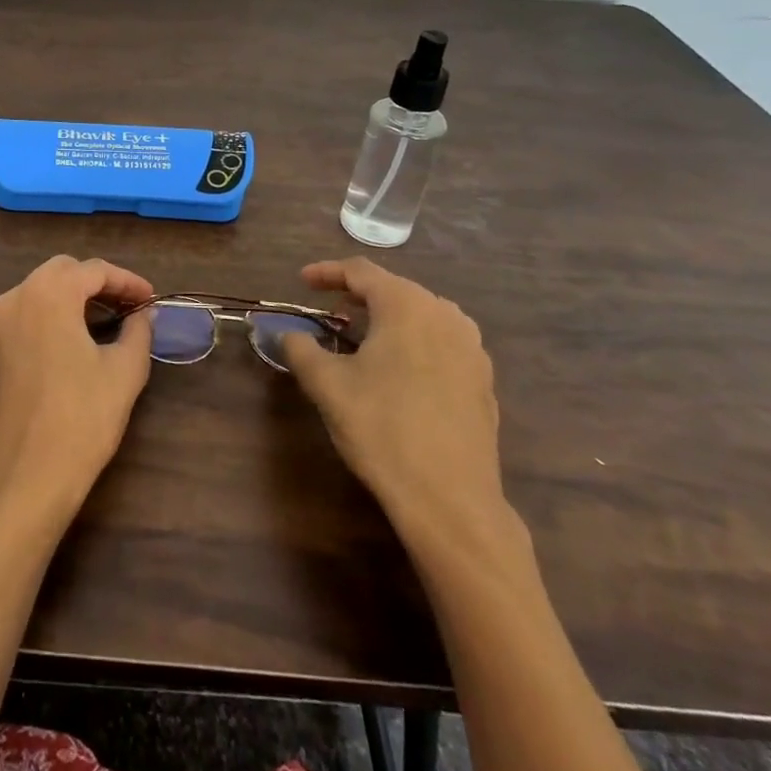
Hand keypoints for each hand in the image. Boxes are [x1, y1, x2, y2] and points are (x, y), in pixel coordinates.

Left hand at [0, 255, 155, 528]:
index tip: (152, 299)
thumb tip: (144, 314)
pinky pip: (31, 310)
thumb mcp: (125, 370)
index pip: (94, 271)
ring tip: (112, 319)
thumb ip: (138, 331)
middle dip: (100, 283)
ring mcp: (2, 321)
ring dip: (77, 295)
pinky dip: (57, 311)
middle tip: (132, 306)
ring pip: (44, 288)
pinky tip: (82, 334)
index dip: (128, 281)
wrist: (32, 471)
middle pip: (65, 271)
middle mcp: (19, 296)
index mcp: (49, 293)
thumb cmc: (84, 416)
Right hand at [278, 258, 511, 559]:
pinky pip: (440, 342)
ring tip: (361, 337)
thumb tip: (287, 334)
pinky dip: (412, 342)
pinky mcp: (483, 380)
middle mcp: (445, 315)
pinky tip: (397, 370)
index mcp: (407, 306)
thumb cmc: (382, 429)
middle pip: (394, 289)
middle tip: (328, 311)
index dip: (327, 272)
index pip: (361, 272)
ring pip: (421, 315)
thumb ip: (300, 349)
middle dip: (357, 296)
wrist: (450, 499)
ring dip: (387, 318)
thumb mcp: (327, 385)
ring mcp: (471, 348)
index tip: (302, 282)